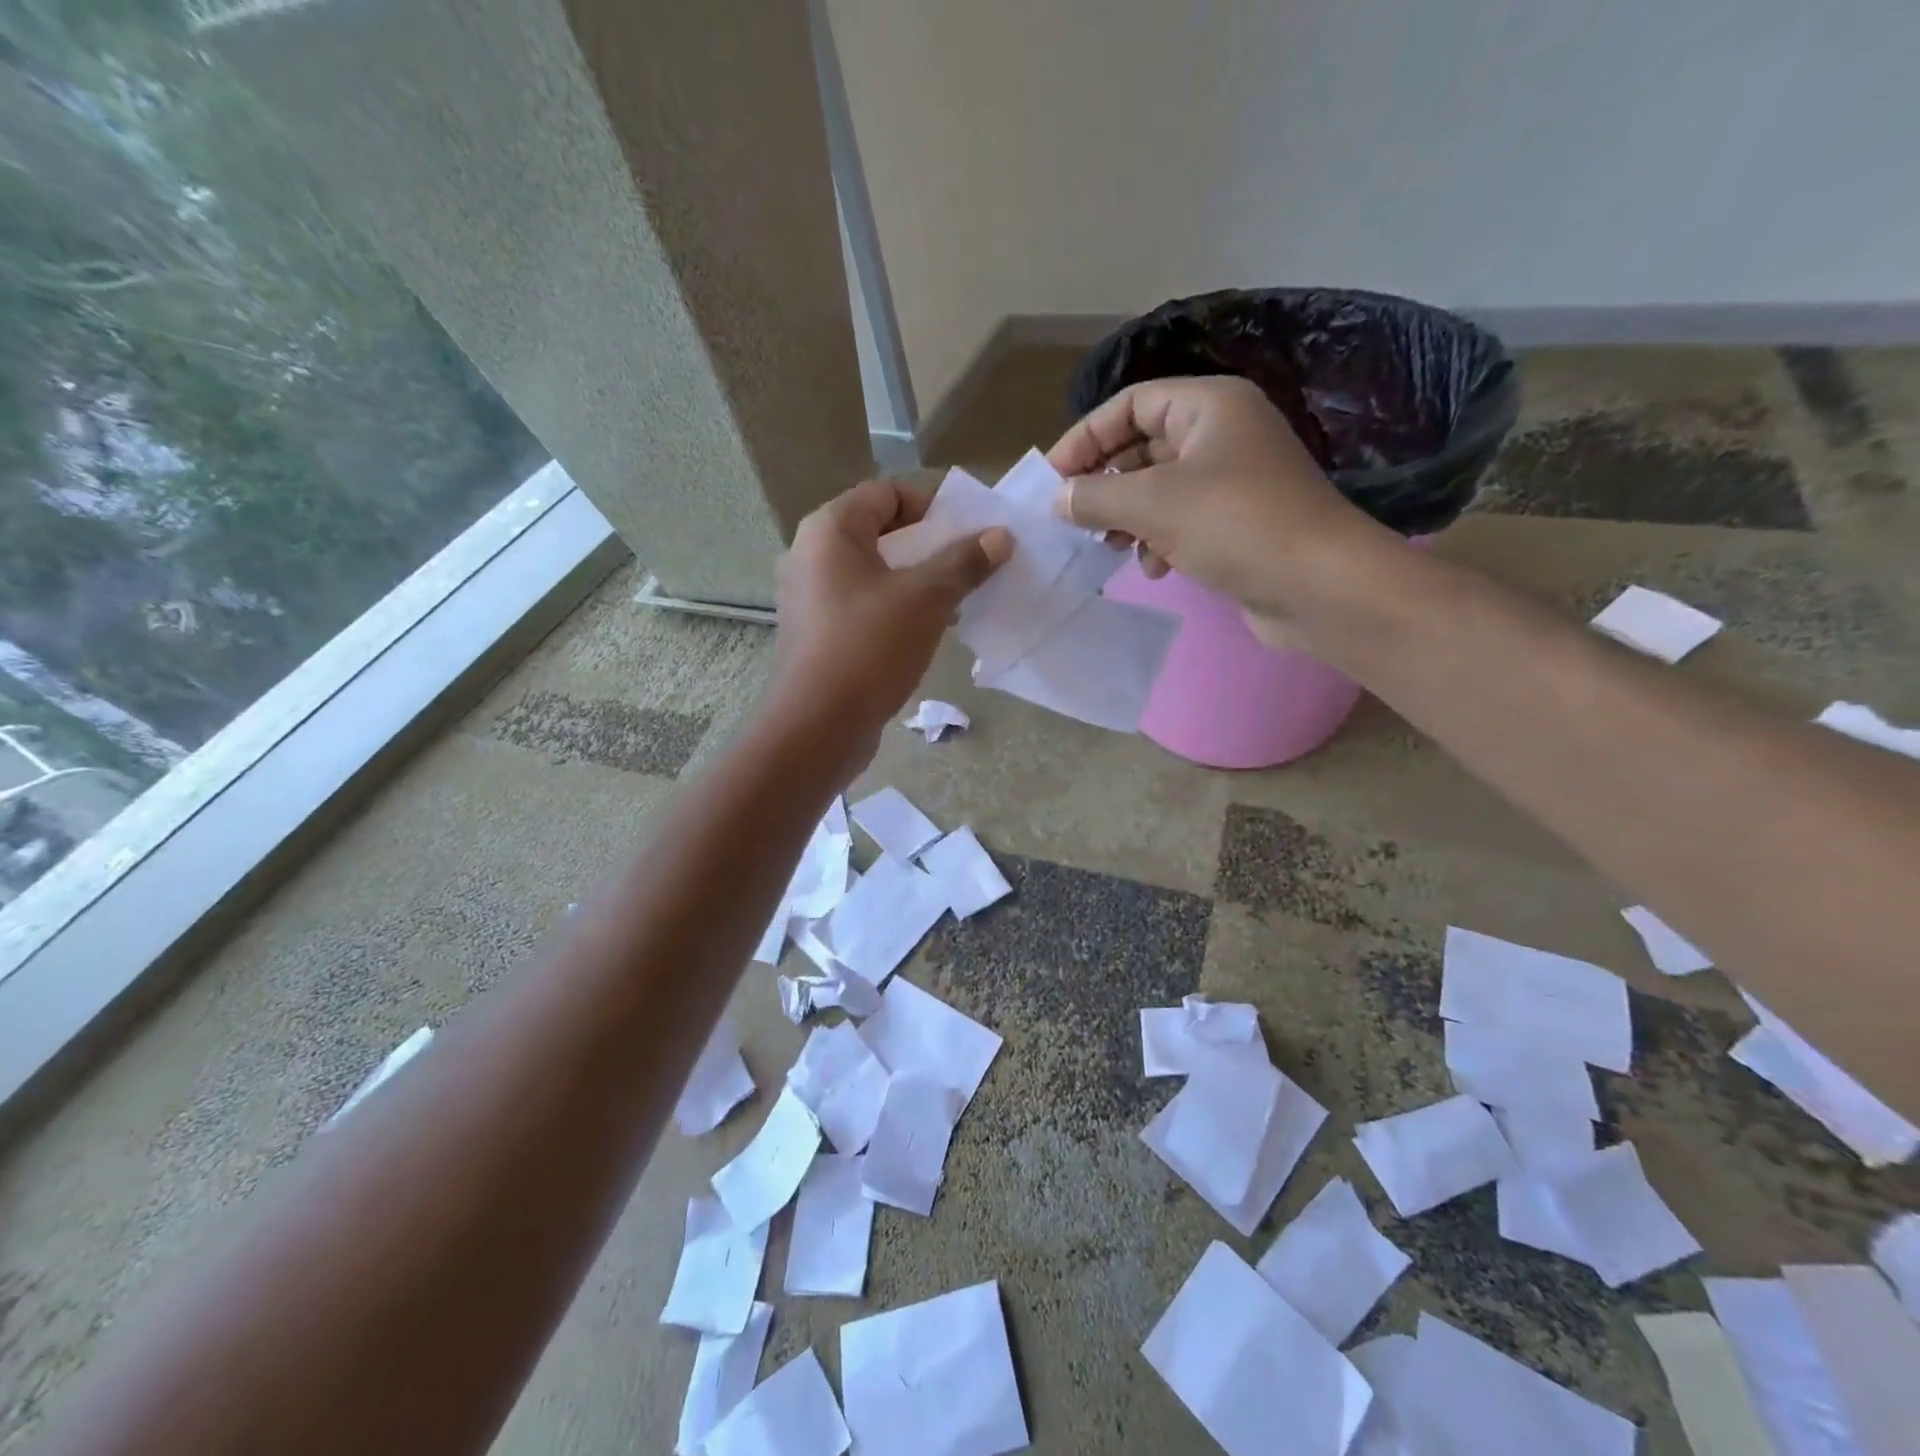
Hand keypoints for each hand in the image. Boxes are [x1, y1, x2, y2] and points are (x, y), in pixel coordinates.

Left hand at [764, 480, 1008, 766]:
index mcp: (830, 530)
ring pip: (872, 573)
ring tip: (956, 600)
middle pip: (879, 532)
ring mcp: (810, 598)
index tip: (968, 532)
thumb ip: (964, 562)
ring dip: (915, 581)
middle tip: (968, 566)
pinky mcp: (817, 634)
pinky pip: (862, 606)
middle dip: (928, 546)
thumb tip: (1000, 536)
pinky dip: (894, 609)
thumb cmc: (869, 647)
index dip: (931, 506)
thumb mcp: (926, 599)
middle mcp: (810, 555)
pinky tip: (927, 632)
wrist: (818, 726)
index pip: (885, 493)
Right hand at [1048, 376, 1389, 642]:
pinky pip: (1181, 520)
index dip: (1085, 437)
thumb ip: (1095, 496)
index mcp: (1208, 406)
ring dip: (1127, 518)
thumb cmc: (1234, 524)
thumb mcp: (1152, 504)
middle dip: (1105, 484)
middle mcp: (1222, 433)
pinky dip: (1158, 540)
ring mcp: (1232, 479)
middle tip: (1073, 518)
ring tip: (1108, 548)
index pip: (1130, 404)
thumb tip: (1057, 498)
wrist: (1317, 584)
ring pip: (1158, 488)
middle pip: (1142, 446)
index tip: (1052, 479)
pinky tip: (1153, 568)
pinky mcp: (1237, 521)